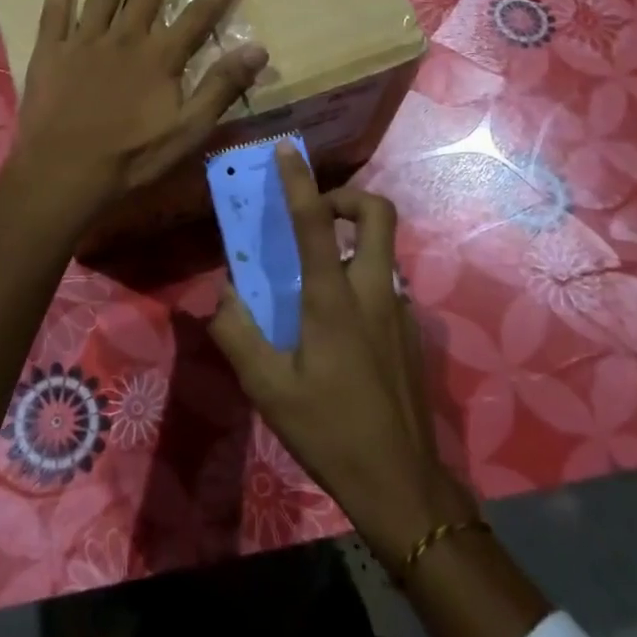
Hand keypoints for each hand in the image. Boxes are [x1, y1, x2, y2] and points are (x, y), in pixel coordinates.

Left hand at [10, 0, 268, 226]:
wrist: (64, 171)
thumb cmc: (130, 157)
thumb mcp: (187, 131)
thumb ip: (220, 88)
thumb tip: (259, 50)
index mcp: (159, 58)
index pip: (196, 16)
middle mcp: (124, 38)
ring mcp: (84, 41)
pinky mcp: (50, 51)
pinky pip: (55, 12)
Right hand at [209, 142, 477, 563]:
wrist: (402, 485)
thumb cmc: (330, 431)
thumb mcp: (267, 388)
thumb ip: (237, 332)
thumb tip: (225, 292)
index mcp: (335, 299)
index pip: (315, 223)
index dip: (299, 181)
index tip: (287, 151)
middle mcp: (373, 291)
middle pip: (379, 213)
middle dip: (348, 196)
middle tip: (316, 214)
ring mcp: (400, 310)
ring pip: (383, 249)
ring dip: (352, 241)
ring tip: (315, 276)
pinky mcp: (411, 332)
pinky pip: (385, 284)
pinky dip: (360, 279)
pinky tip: (336, 327)